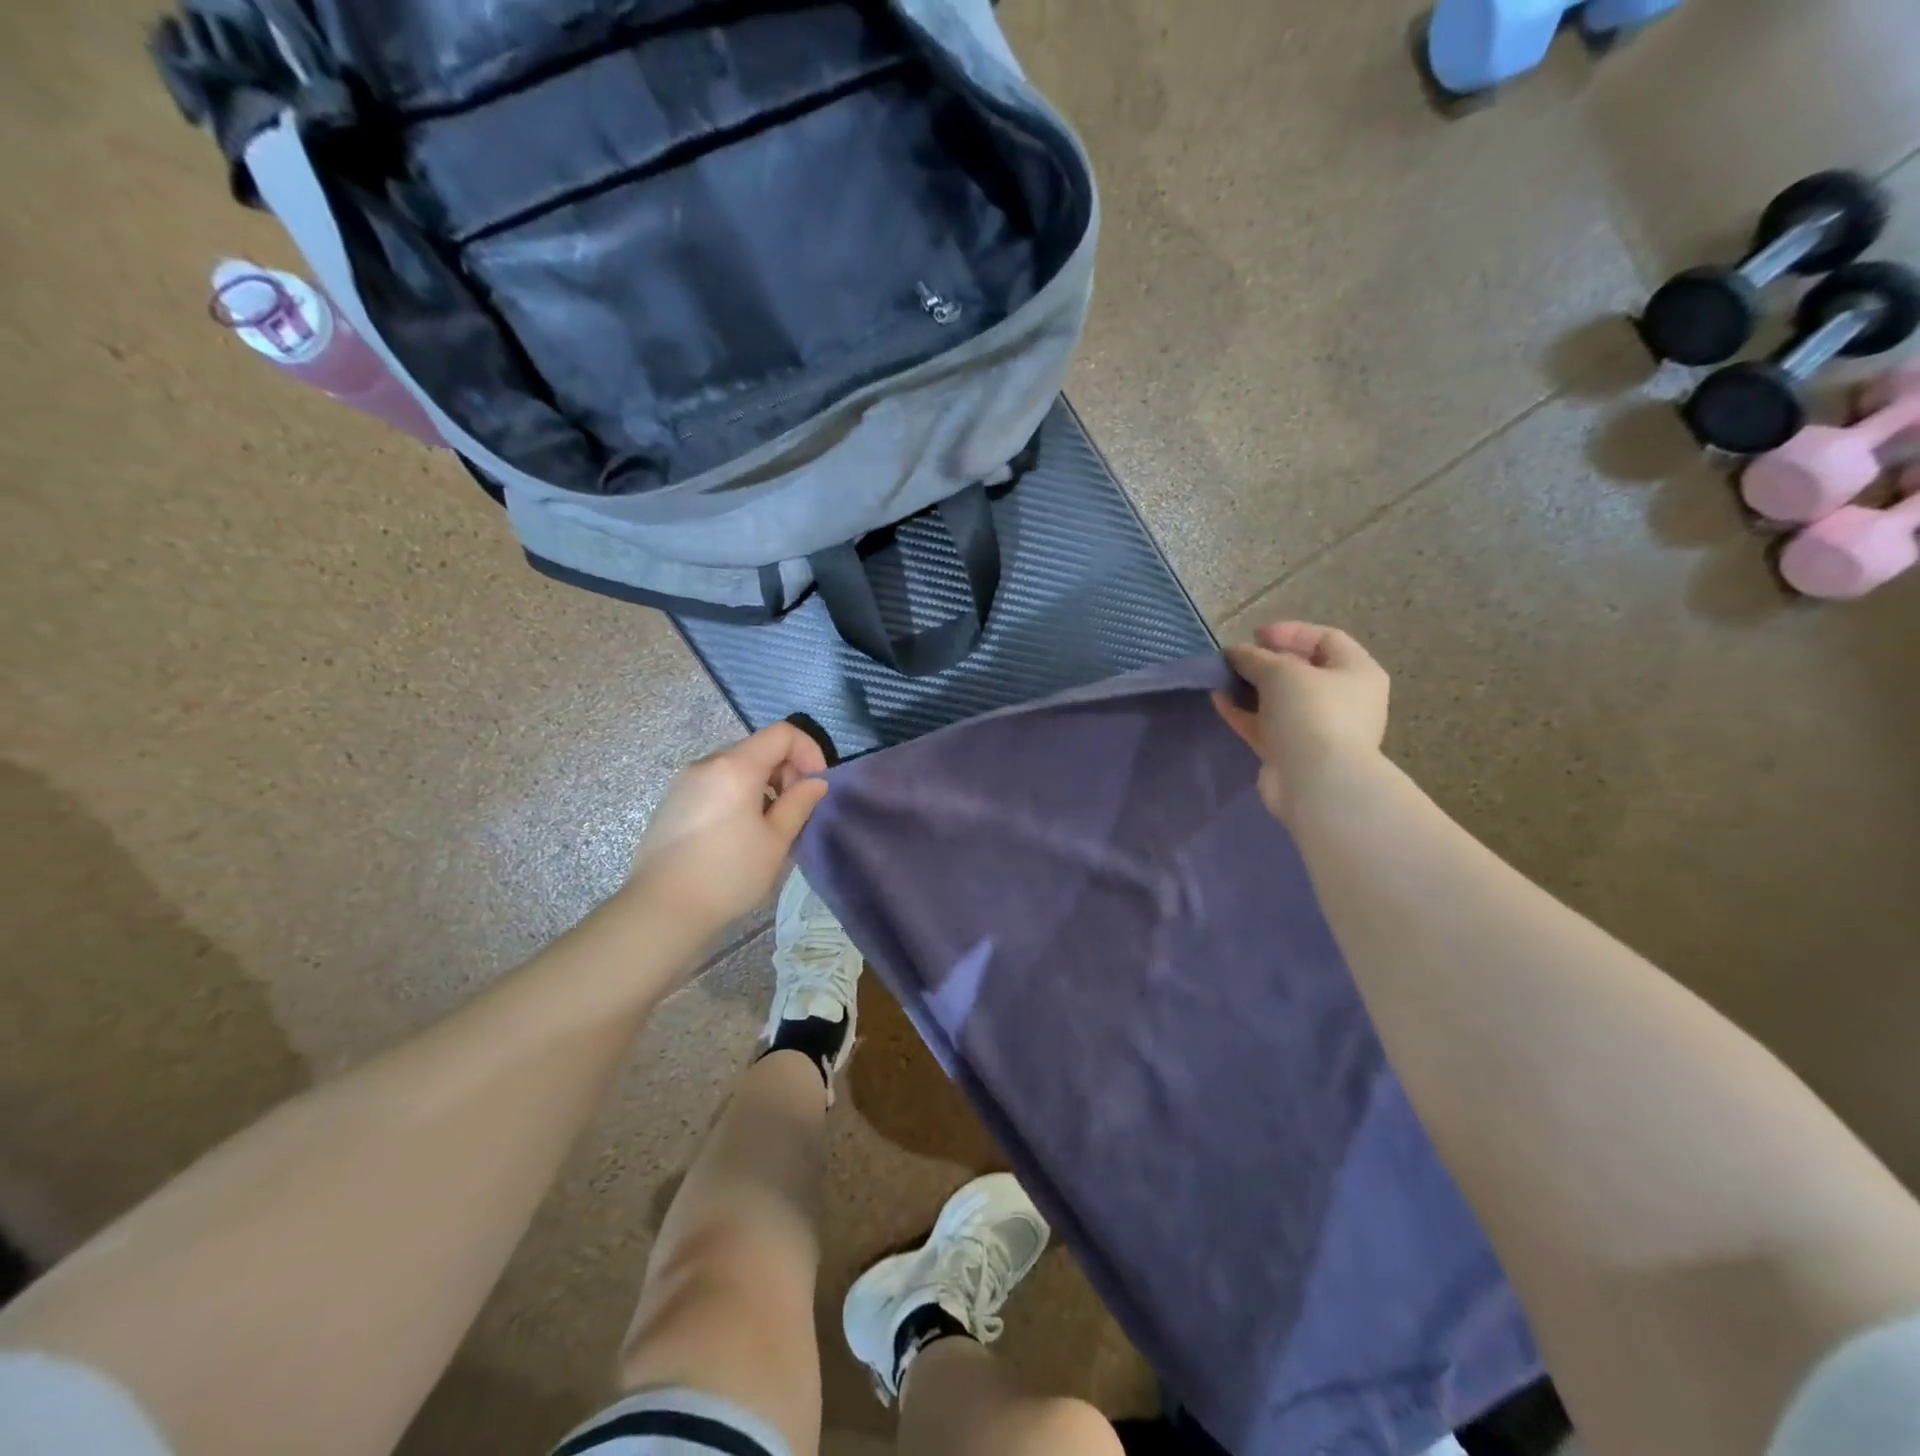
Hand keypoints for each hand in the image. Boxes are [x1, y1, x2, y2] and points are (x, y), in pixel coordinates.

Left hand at [626, 722, 829, 932]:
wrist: (662, 908)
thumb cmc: (728, 873)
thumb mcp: (776, 841)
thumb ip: (799, 803)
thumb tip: (815, 782)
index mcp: (736, 767)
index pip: (782, 733)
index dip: (808, 751)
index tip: (815, 784)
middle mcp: (708, 763)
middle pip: (758, 747)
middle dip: (785, 769)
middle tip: (794, 808)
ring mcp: (685, 780)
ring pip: (735, 765)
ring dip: (762, 783)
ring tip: (767, 824)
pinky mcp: (672, 800)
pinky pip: (715, 782)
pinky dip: (737, 792)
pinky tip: (737, 831)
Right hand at [1213, 621, 1390, 821]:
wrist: (1316, 782)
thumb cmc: (1311, 713)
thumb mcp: (1280, 672)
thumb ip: (1254, 657)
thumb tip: (1234, 653)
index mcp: (1356, 672)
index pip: (1326, 639)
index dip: (1290, 632)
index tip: (1255, 635)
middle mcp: (1342, 699)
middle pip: (1301, 671)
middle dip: (1265, 662)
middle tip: (1235, 658)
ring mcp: (1317, 728)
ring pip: (1279, 700)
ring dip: (1250, 687)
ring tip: (1221, 678)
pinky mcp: (1292, 752)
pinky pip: (1265, 725)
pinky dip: (1244, 712)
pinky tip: (1218, 700)